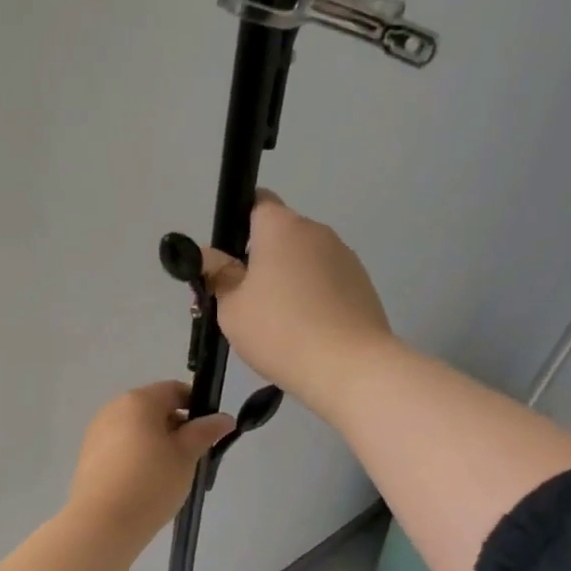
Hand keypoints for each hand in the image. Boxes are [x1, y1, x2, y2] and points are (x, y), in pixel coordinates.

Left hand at [68, 381, 233, 538]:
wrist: (102, 523)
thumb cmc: (151, 482)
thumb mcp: (186, 456)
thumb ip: (205, 431)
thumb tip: (224, 418)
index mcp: (138, 400)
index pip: (174, 390)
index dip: (197, 406)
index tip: (209, 431)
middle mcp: (114, 408)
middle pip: (154, 408)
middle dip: (176, 427)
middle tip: (192, 457)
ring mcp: (97, 431)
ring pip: (137, 429)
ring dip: (156, 443)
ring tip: (169, 474)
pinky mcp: (88, 455)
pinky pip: (120, 446)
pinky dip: (137, 456)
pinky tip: (145, 483)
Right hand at [201, 191, 392, 415]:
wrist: (350, 367)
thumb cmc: (280, 330)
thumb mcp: (231, 307)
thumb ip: (217, 275)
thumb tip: (207, 255)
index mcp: (281, 227)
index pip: (257, 202)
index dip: (239, 225)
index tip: (230, 260)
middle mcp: (317, 231)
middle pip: (282, 234)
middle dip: (263, 258)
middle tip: (245, 300)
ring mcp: (345, 257)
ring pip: (306, 259)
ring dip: (290, 279)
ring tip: (280, 323)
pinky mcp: (363, 284)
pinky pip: (328, 281)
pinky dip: (314, 296)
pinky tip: (307, 331)